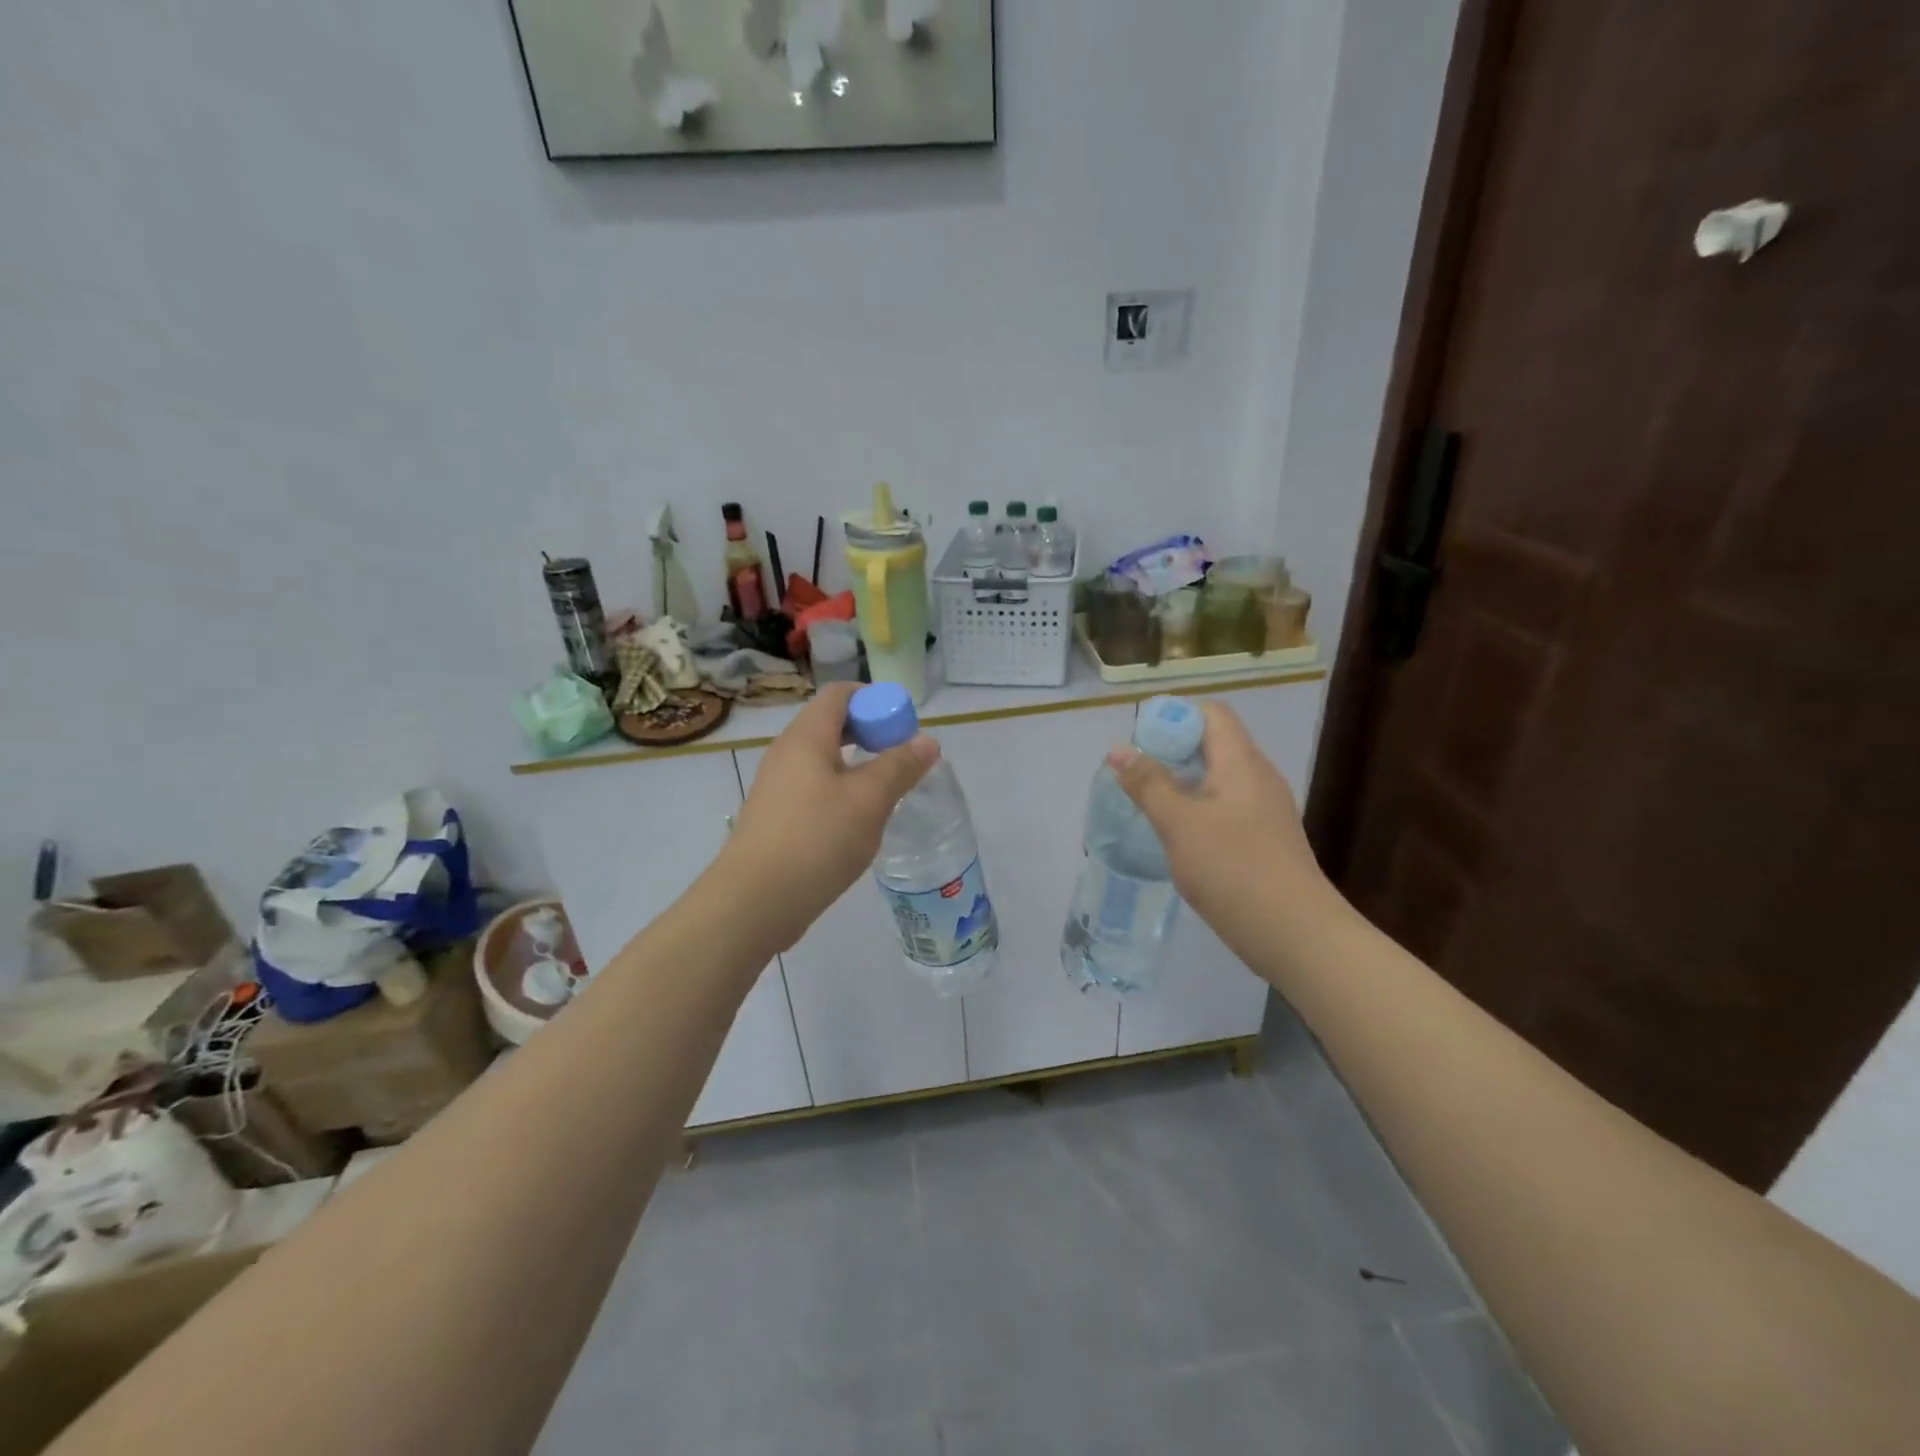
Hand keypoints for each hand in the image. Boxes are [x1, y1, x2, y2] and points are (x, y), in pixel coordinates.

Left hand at [720, 681, 939, 949]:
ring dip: (857, 765)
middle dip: (870, 732)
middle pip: (831, 724)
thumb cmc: (816, 840)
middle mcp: (787, 753)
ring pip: (823, 759)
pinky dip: (840, 790)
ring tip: (887, 790)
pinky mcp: (776, 817)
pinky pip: (814, 787)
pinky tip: (858, 821)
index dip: (875, 699)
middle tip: (902, 757)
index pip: (839, 694)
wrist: (755, 901)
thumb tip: (927, 741)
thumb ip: (899, 766)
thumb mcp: (869, 800)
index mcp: (806, 737)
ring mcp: (777, 786)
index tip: (903, 725)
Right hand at [1108, 700, 1333, 942]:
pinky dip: (1197, 810)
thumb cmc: (1234, 869)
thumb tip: (1120, 749)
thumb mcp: (1180, 824)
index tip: (1140, 742)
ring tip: (1147, 805)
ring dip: (1181, 783)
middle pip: (1213, 744)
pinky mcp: (1264, 840)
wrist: (1296, 934)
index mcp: (1242, 763)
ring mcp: (1264, 811)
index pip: (1211, 714)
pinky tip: (1176, 837)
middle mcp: (1258, 778)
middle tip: (1135, 776)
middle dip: (1171, 752)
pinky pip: (1225, 808)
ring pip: (1217, 779)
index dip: (1174, 717)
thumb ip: (1148, 784)